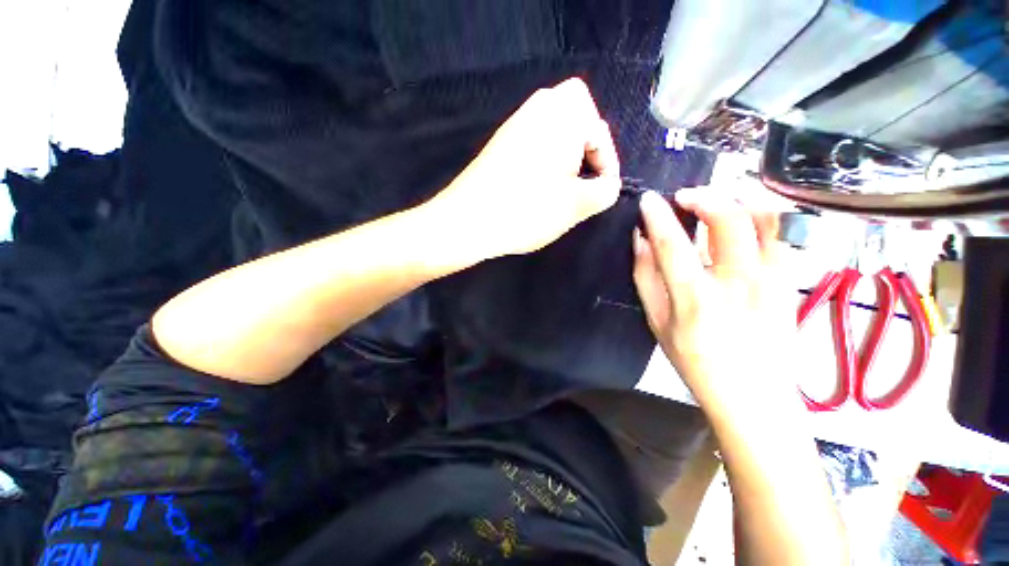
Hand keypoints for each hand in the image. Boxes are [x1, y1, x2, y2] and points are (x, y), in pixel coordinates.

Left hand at [424, 77, 620, 259]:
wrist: (468, 220)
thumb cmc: (527, 210)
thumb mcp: (577, 205)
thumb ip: (605, 190)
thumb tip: (608, 184)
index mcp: (563, 114)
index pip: (600, 129)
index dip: (608, 162)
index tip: (601, 189)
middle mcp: (538, 108)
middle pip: (577, 115)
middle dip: (586, 148)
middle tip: (583, 179)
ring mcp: (514, 124)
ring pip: (554, 128)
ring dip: (565, 155)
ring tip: (563, 187)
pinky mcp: (500, 143)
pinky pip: (533, 140)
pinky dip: (544, 158)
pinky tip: (538, 185)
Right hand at [632, 189, 801, 418]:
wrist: (755, 396)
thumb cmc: (696, 362)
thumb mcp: (657, 323)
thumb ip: (646, 278)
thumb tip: (640, 241)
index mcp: (696, 298)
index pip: (672, 244)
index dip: (657, 216)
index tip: (647, 199)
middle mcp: (738, 283)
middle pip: (727, 221)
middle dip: (703, 197)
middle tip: (684, 196)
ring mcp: (772, 280)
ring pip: (766, 219)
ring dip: (739, 197)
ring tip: (718, 196)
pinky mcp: (790, 281)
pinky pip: (782, 234)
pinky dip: (764, 212)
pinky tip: (746, 212)